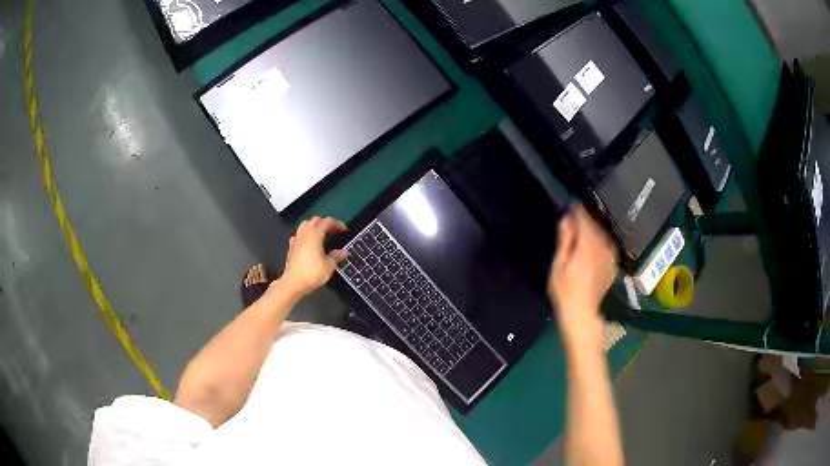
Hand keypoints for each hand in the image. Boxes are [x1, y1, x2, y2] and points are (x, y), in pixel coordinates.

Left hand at [280, 216, 348, 297]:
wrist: (293, 283)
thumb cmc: (312, 273)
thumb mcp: (329, 266)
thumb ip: (336, 256)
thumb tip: (344, 252)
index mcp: (315, 235)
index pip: (327, 222)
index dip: (337, 223)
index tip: (344, 230)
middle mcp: (305, 233)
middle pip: (315, 220)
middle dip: (325, 222)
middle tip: (334, 230)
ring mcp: (296, 239)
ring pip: (305, 224)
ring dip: (314, 225)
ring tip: (321, 233)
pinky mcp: (291, 247)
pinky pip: (298, 234)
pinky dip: (305, 234)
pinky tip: (308, 241)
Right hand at [548, 205, 616, 330]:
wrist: (583, 314)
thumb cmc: (565, 291)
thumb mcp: (558, 265)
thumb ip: (565, 239)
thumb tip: (567, 218)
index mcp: (588, 243)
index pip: (583, 216)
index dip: (574, 208)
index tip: (567, 205)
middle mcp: (603, 244)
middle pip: (593, 222)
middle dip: (582, 219)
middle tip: (570, 220)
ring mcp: (610, 253)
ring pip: (600, 231)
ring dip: (591, 229)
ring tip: (579, 232)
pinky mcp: (613, 261)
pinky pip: (605, 242)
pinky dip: (598, 240)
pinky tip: (590, 247)